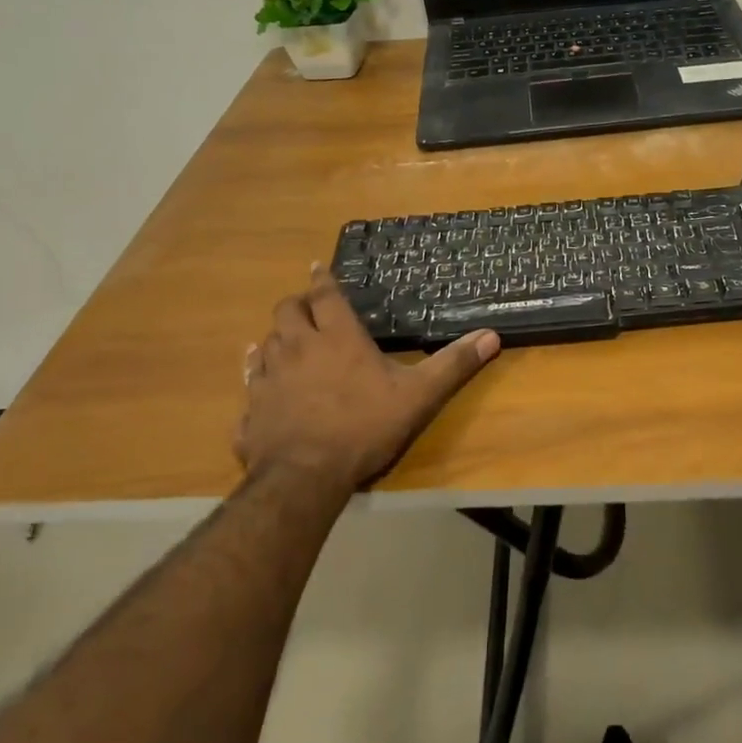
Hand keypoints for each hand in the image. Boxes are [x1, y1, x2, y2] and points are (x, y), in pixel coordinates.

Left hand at [234, 265, 500, 492]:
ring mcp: (269, 378)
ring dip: (276, 337)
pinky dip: (256, 376)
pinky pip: (249, 384)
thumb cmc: (365, 426)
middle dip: (296, 304)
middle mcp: (297, 348)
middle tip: (307, 308)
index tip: (317, 266)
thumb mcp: (418, 395)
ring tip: (285, 340)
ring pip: (264, 344)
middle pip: (285, 311)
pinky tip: (260, 382)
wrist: (305, 476)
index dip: (322, 279)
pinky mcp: (251, 409)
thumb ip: (453, 364)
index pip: (325, 295)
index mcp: (336, 337)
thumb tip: (492, 335)